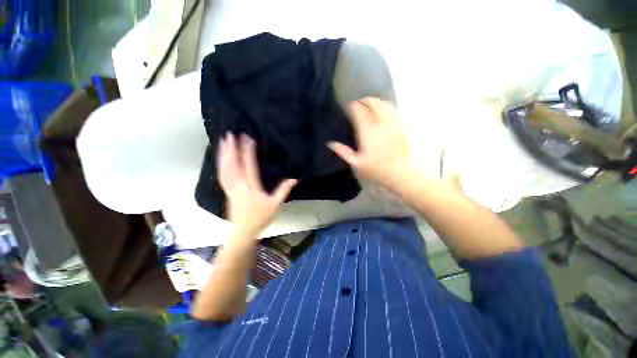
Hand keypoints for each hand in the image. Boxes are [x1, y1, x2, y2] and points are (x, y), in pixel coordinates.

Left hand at [217, 133, 296, 236]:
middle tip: (229, 134)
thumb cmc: (260, 218)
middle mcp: (239, 185)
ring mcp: (230, 188)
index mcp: (251, 187)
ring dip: (223, 154)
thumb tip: (295, 178)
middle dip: (231, 149)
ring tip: (222, 142)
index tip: (247, 138)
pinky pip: (222, 175)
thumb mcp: (275, 204)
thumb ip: (284, 190)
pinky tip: (221, 159)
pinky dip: (221, 165)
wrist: (243, 232)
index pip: (249, 166)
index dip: (248, 151)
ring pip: (225, 169)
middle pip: (233, 165)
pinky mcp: (227, 191)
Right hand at [328, 97, 413, 187]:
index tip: (348, 106)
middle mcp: (379, 123)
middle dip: (363, 100)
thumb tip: (330, 144)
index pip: (358, 110)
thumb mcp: (357, 163)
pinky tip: (382, 109)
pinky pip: (392, 109)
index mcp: (367, 131)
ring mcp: (391, 122)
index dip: (352, 105)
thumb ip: (343, 152)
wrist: (400, 171)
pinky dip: (385, 105)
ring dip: (374, 101)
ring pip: (382, 103)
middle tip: (357, 104)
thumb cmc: (377, 169)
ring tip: (368, 104)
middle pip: (371, 103)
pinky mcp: (399, 125)